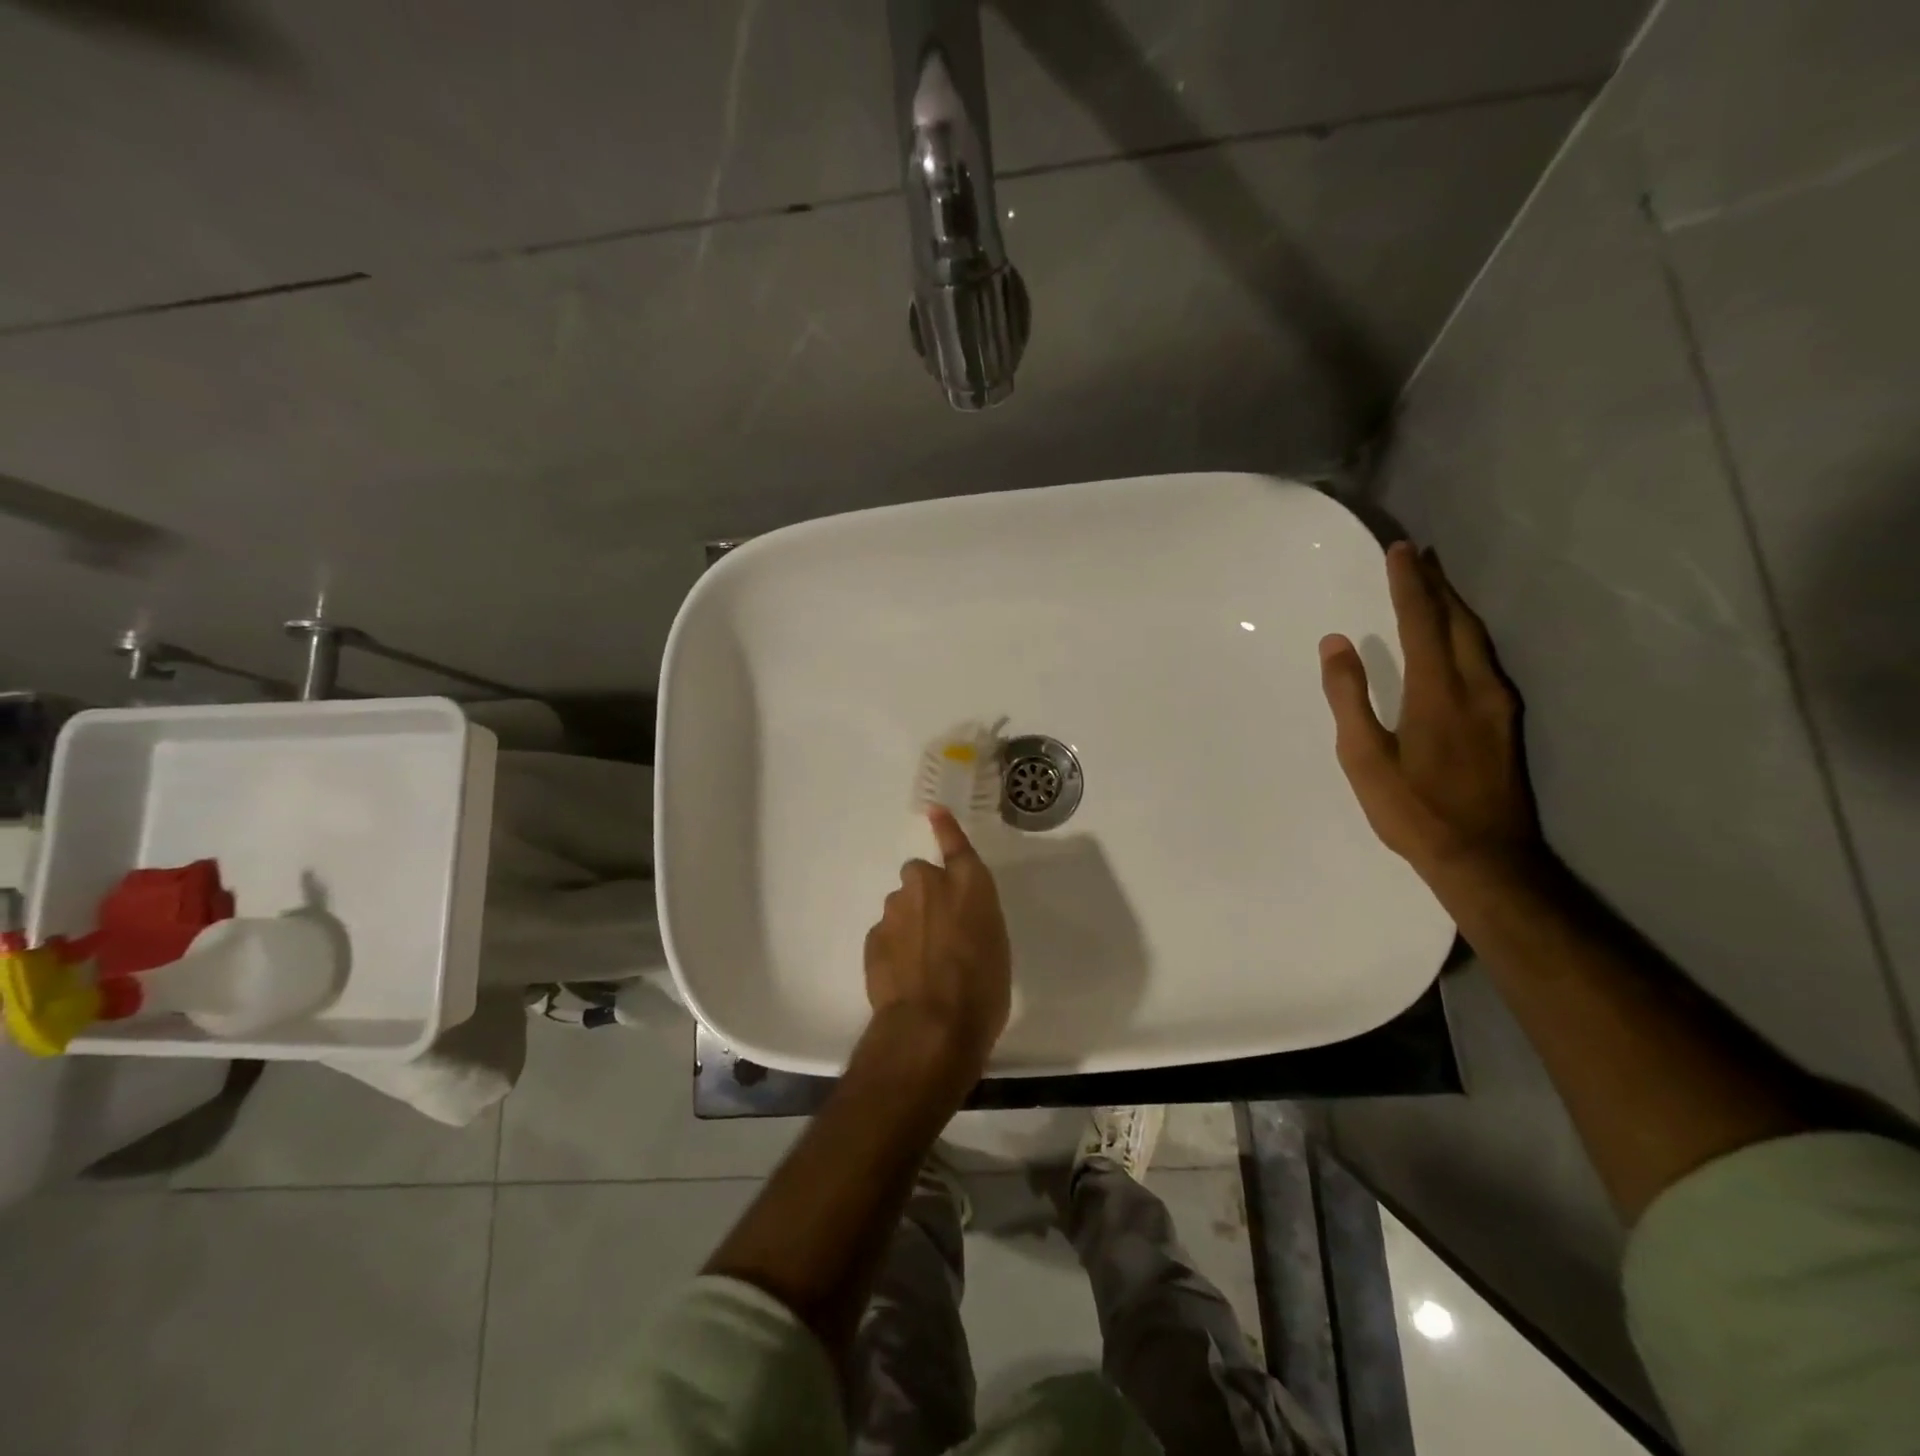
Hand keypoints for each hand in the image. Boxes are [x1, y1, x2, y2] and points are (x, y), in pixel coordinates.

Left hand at [863, 807, 1011, 1084]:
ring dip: (909, 922)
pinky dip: (894, 947)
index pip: (956, 845)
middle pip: (920, 876)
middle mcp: (929, 885)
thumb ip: (975, 919)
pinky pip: (887, 933)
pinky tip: (904, 977)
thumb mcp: (996, 946)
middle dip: (926, 894)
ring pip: (901, 906)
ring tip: (922, 962)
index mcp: (969, 884)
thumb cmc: (982, 989)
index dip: (946, 828)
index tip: (934, 811)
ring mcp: (896, 909)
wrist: (932, 1026)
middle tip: (939, 929)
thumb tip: (959, 920)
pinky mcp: (873, 936)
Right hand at [1320, 541, 1540, 881]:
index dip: (1409, 584)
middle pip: (1459, 620)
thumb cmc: (1413, 809)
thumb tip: (1335, 643)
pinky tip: (1458, 639)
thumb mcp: (1364, 757)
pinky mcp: (1506, 722)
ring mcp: (1499, 704)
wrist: (1486, 858)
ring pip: (1478, 638)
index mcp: (1437, 691)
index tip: (1400, 550)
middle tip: (1421, 556)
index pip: (1421, 621)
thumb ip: (1349, 697)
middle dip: (1438, 585)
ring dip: (1455, 606)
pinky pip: (1485, 659)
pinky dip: (1467, 634)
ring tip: (1436, 586)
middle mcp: (1476, 686)